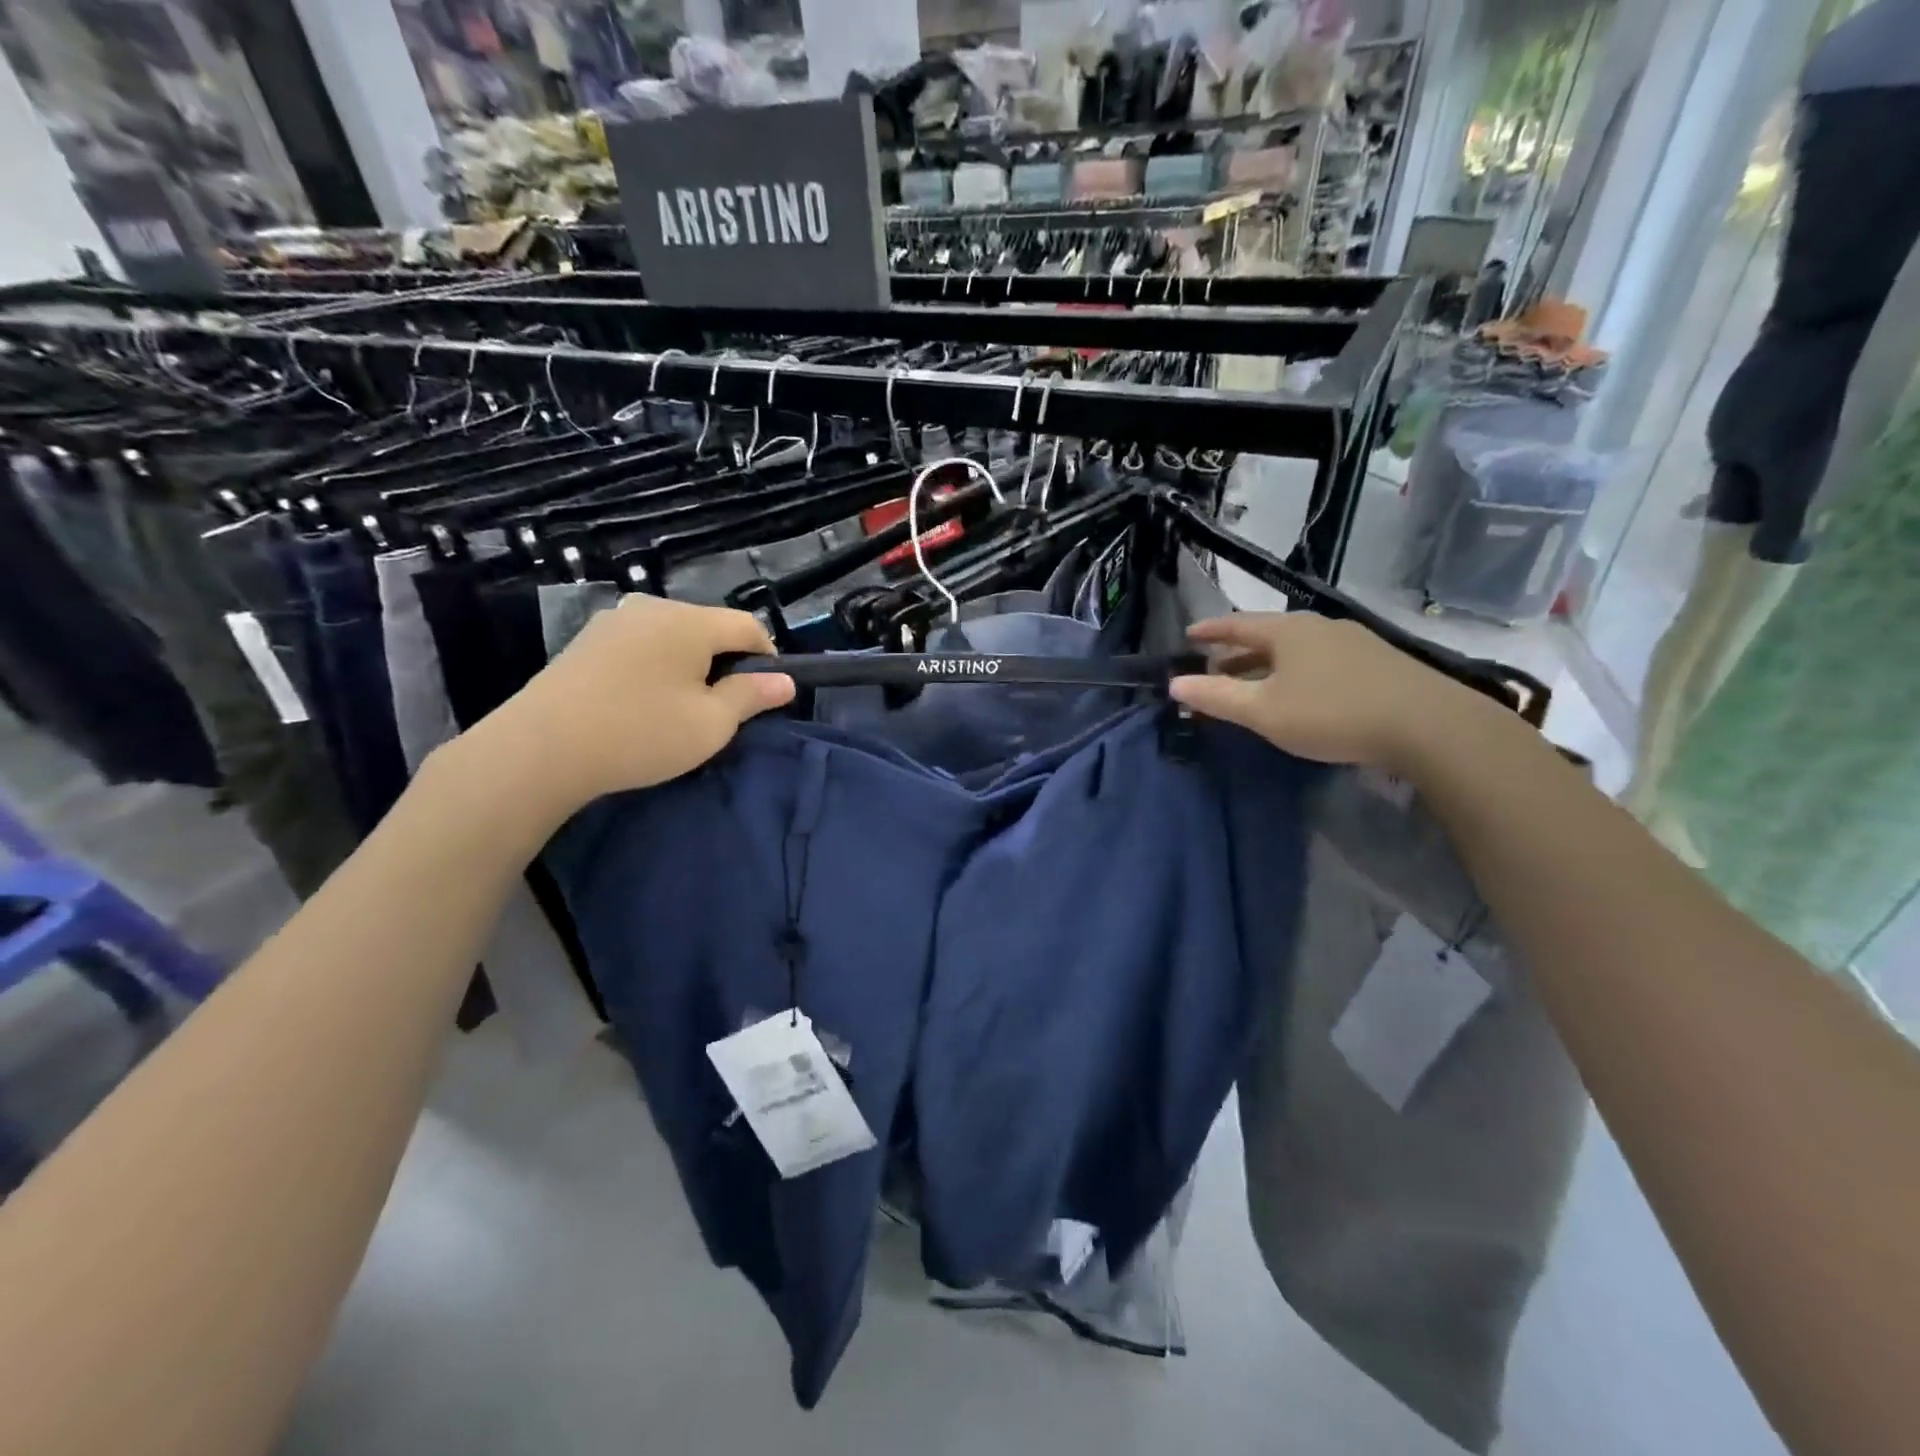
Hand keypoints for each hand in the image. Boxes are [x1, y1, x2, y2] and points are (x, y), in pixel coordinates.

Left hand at [461, 595, 794, 820]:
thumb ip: (752, 696)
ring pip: (674, 635)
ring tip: (684, 706)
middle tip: (725, 707)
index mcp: (690, 621)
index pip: (748, 625)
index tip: (767, 694)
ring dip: (691, 664)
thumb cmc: (640, 733)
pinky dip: (657, 666)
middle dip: (727, 661)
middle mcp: (652, 607)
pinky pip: (642, 644)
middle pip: (710, 627)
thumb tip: (785, 681)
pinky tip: (644, 700)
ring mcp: (615, 620)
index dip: (768, 656)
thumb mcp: (711, 723)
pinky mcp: (587, 640)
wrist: (540, 749)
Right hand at [1169, 613, 1484, 771]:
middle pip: (1268, 634)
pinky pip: (1321, 659)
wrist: (1426, 725)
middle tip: (1215, 665)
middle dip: (1238, 651)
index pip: (1238, 624)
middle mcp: (1319, 627)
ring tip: (1253, 681)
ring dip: (1268, 663)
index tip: (1189, 635)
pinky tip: (1302, 691)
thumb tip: (1175, 684)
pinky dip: (1297, 670)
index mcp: (1287, 631)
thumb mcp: (1264, 711)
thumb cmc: (1332, 713)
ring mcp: (1353, 641)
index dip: (1211, 630)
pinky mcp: (1378, 662)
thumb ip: (1217, 697)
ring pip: (1296, 648)